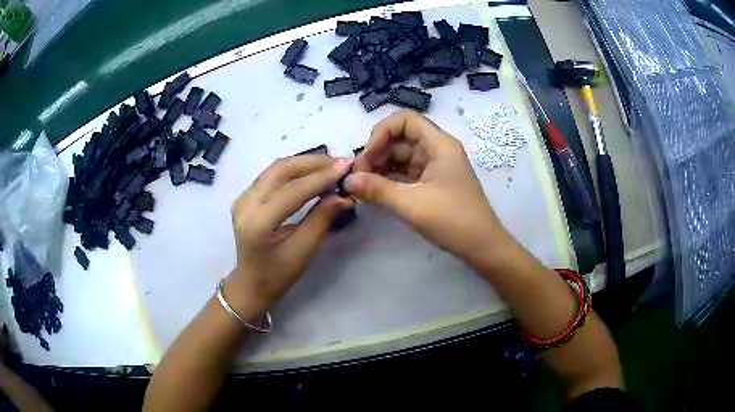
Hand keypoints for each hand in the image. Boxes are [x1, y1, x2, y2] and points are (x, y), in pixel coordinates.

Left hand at [226, 155, 352, 316]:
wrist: (250, 283)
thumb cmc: (278, 275)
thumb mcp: (304, 251)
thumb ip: (322, 219)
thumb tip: (343, 195)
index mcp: (257, 223)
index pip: (292, 191)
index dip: (321, 177)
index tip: (346, 166)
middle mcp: (245, 203)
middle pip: (281, 170)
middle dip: (313, 163)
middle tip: (341, 162)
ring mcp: (242, 197)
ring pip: (276, 168)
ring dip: (305, 163)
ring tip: (331, 165)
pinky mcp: (246, 195)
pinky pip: (272, 174)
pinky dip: (295, 169)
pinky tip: (312, 171)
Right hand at [347, 110, 507, 265]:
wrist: (482, 246)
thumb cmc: (453, 220)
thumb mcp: (412, 204)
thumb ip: (377, 189)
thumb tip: (347, 180)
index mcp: (439, 144)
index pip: (405, 120)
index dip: (381, 133)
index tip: (367, 157)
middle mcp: (436, 150)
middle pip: (400, 139)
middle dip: (376, 153)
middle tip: (358, 177)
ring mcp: (435, 167)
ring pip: (401, 157)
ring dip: (380, 168)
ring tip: (362, 187)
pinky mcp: (432, 183)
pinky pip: (406, 174)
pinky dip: (389, 181)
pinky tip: (374, 192)